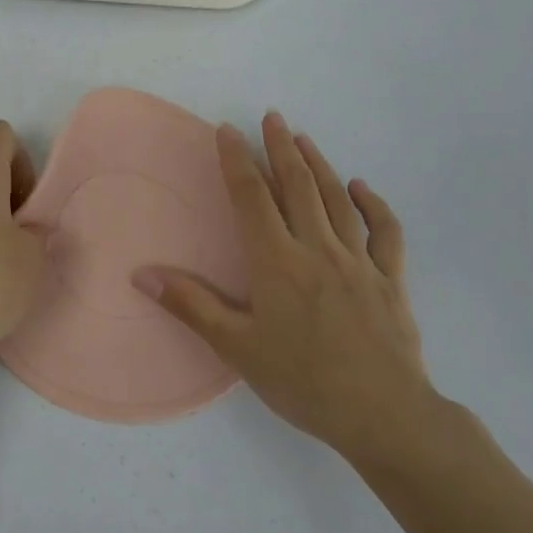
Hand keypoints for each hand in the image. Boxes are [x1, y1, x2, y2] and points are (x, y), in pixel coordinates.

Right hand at [137, 112, 440, 468]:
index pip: (252, 197)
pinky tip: (360, 188)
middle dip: (281, 148)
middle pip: (298, 186)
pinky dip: (372, 204)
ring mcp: (359, 261)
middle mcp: (318, 249)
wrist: (384, 416)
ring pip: (337, 200)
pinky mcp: (390, 279)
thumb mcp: (238, 348)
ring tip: (303, 139)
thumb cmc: (304, 382)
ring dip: (318, 165)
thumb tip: (141, 274)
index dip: (237, 161)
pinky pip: (384, 231)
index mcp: (278, 262)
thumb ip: (191, 305)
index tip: (227, 131)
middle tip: (272, 117)